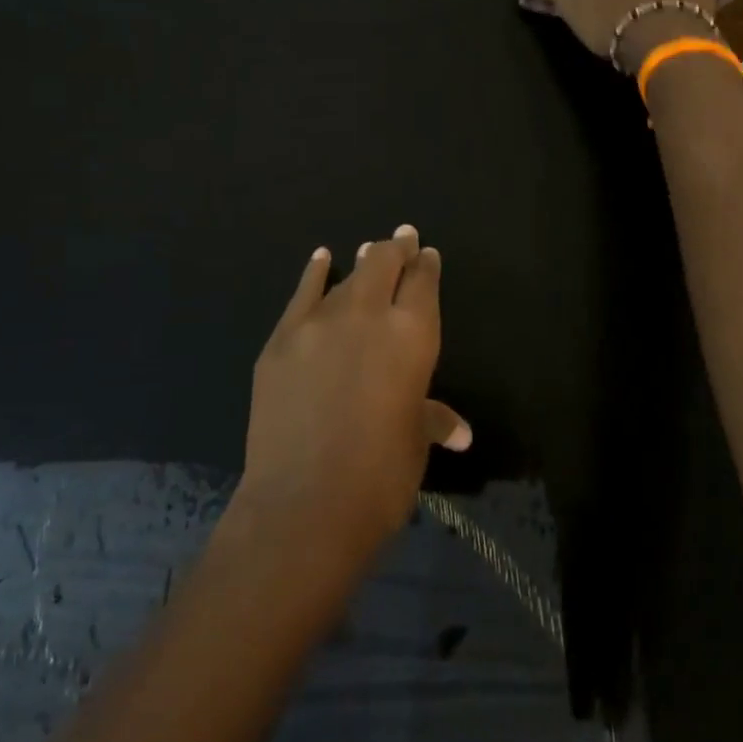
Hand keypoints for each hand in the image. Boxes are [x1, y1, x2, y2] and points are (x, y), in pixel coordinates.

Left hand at [237, 226, 470, 568]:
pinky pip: (302, 293)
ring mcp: (319, 322)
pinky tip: (321, 258)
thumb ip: (433, 419)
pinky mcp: (281, 338)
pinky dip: (314, 272)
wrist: (304, 504)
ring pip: (347, 277)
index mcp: (412, 335)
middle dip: (397, 248)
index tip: (427, 253)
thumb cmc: (379, 477)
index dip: (426, 265)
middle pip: (384, 264)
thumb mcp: (414, 442)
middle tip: (403, 237)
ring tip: (370, 250)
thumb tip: (461, 432)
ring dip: (362, 263)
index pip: (423, 283)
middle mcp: (368, 314)